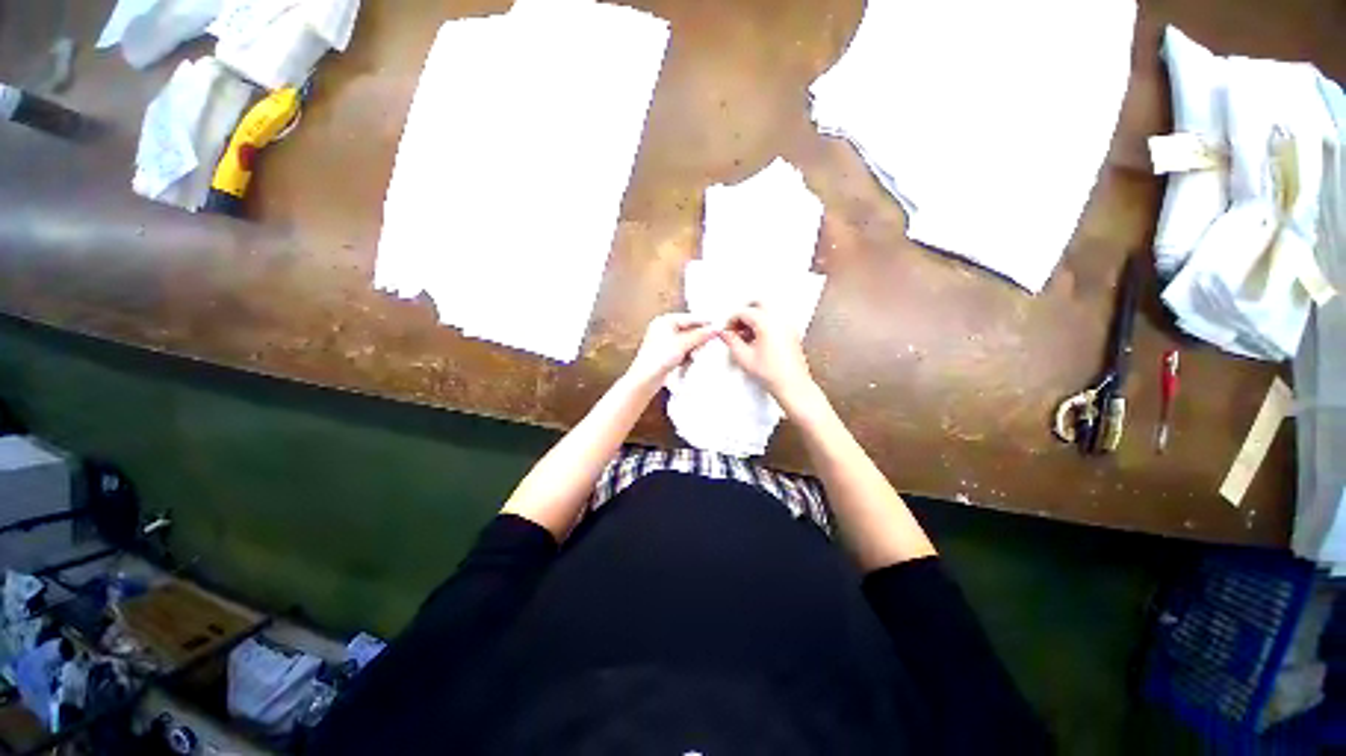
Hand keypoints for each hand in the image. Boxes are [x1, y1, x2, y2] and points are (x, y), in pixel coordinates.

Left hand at [625, 313, 717, 386]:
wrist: (645, 379)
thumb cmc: (658, 358)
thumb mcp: (683, 344)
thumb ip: (700, 335)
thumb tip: (715, 328)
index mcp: (665, 320)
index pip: (691, 318)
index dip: (705, 324)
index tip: (719, 328)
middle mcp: (663, 328)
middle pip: (690, 329)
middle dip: (699, 338)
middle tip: (707, 344)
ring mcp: (664, 341)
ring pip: (687, 341)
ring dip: (694, 348)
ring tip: (694, 355)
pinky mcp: (665, 353)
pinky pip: (682, 350)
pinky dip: (687, 354)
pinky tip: (688, 361)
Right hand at [720, 303, 817, 407]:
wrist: (793, 386)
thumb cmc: (773, 374)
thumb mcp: (744, 358)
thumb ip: (732, 341)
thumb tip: (726, 334)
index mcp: (766, 322)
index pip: (743, 312)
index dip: (731, 321)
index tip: (727, 331)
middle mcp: (779, 319)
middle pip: (758, 303)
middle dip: (745, 312)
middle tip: (737, 326)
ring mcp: (788, 325)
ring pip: (768, 310)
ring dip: (756, 318)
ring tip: (747, 336)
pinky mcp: (793, 332)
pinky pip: (777, 319)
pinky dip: (766, 324)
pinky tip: (759, 340)